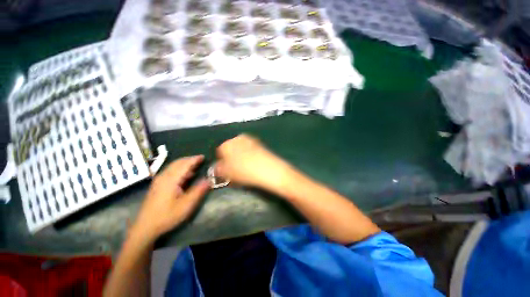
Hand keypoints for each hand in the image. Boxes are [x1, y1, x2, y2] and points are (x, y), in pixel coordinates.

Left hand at [131, 155, 209, 242]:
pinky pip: (170, 171)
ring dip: (184, 163)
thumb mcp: (186, 205)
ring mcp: (158, 180)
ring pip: (173, 166)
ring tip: (195, 165)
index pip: (184, 164)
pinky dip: (179, 169)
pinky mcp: (157, 185)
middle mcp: (163, 177)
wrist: (145, 227)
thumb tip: (209, 179)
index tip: (203, 157)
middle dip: (189, 159)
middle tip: (200, 159)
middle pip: (177, 163)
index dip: (194, 159)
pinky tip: (185, 175)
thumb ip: (198, 191)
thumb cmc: (167, 216)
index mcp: (170, 180)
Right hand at [215, 134, 293, 191]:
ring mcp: (250, 139)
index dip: (222, 162)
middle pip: (231, 149)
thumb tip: (217, 168)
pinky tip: (254, 163)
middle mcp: (237, 138)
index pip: (219, 152)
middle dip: (231, 158)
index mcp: (226, 144)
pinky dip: (250, 155)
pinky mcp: (260, 143)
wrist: (268, 169)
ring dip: (241, 156)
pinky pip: (250, 149)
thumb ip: (218, 170)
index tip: (226, 171)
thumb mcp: (226, 174)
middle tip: (236, 170)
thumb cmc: (244, 172)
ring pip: (241, 149)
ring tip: (246, 167)